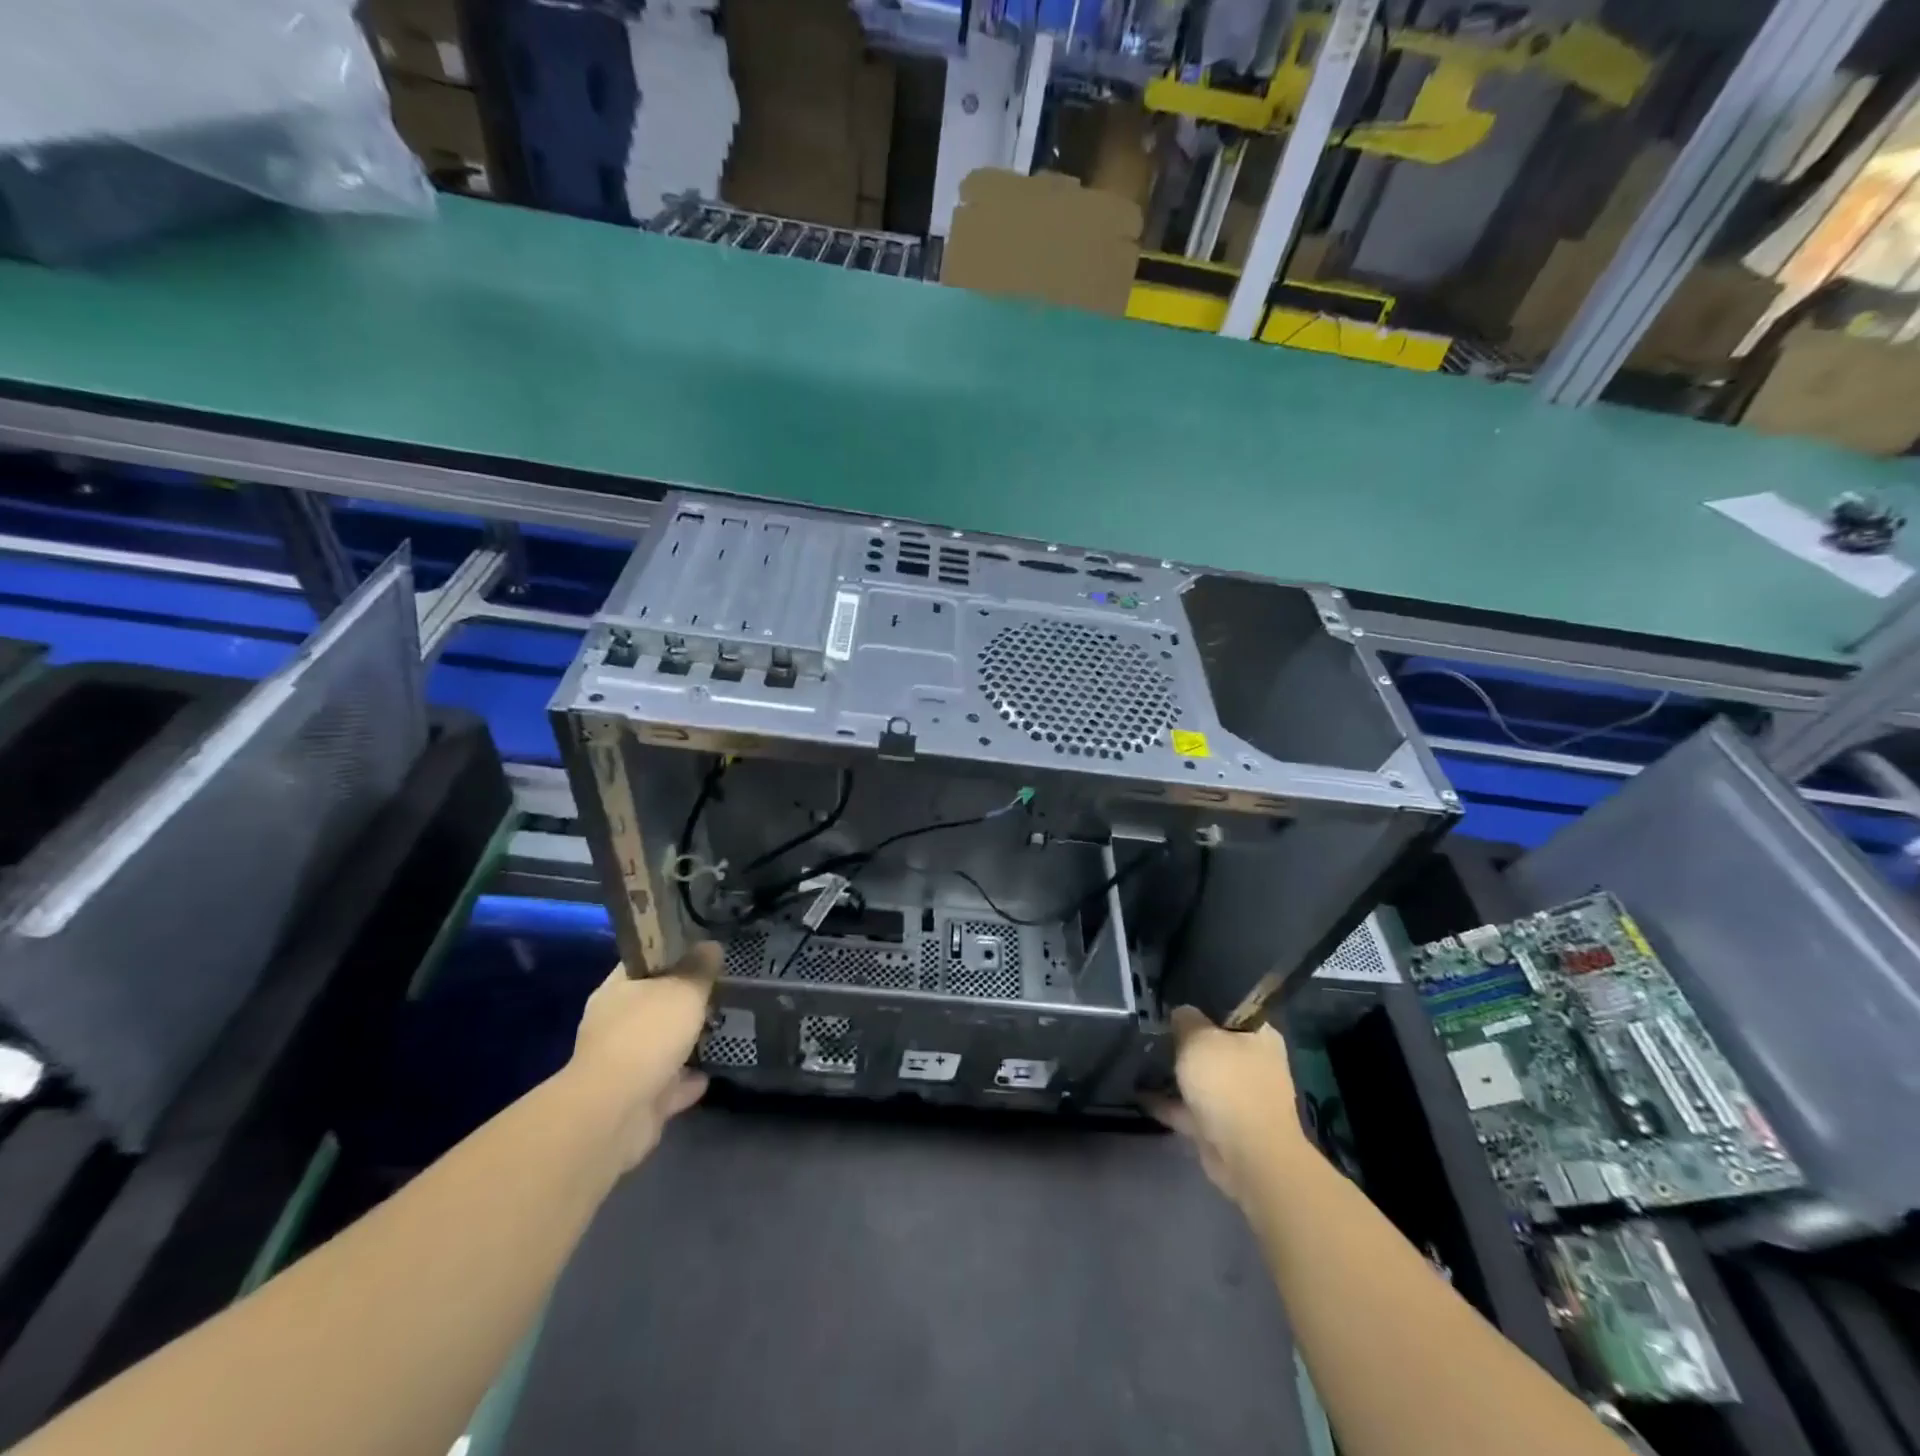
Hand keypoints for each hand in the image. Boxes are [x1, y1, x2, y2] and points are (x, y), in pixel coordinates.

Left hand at [567, 943, 720, 1168]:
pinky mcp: (635, 1099)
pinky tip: (709, 1075)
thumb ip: (700, 968)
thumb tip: (710, 945)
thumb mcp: (684, 990)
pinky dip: (685, 1080)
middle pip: (653, 1004)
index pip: (644, 962)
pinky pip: (667, 1084)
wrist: (616, 1111)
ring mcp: (622, 1064)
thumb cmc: (647, 1035)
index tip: (702, 950)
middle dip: (681, 1001)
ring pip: (659, 1046)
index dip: (672, 953)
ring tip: (717, 1031)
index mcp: (617, 991)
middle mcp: (614, 1025)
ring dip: (683, 1042)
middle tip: (717, 991)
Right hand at [1148, 1006, 1307, 1205]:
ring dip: (1177, 1072)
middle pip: (1214, 1043)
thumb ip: (1185, 1019)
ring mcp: (1239, 1097)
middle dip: (1185, 1038)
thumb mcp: (1198, 1038)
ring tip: (1141, 1057)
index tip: (1173, 999)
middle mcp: (1253, 1064)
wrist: (1247, 1156)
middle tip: (1152, 1026)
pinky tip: (1139, 1092)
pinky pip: (1190, 1107)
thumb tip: (1181, 1013)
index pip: (1231, 1008)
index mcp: (1260, 1036)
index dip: (1202, 1002)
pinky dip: (1168, 1102)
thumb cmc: (1229, 1085)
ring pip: (1202, 1076)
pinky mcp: (1221, 1126)